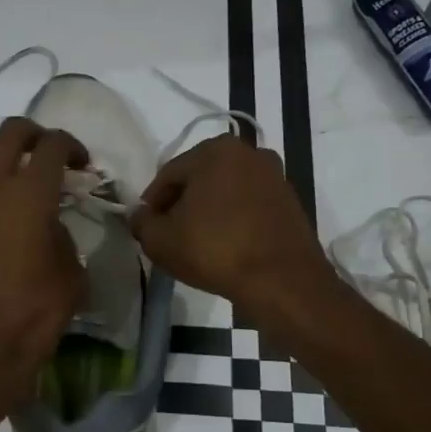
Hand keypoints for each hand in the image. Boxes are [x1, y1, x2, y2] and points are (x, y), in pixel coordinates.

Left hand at [0, 118, 87, 415]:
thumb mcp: (71, 274)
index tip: (81, 165)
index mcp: (32, 194)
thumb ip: (62, 236)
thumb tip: (48, 223)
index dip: (73, 146)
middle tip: (46, 154)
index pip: (54, 145)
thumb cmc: (34, 314)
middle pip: (11, 131)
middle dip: (35, 134)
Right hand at [129, 134, 335, 323]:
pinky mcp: (290, 201)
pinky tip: (226, 245)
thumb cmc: (215, 250)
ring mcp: (274, 176)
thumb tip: (140, 216)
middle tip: (171, 235)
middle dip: (182, 204)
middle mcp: (249, 153)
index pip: (169, 175)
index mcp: (215, 150)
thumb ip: (142, 222)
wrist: (282, 281)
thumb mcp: (160, 240)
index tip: (147, 228)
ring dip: (209, 211)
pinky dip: (234, 219)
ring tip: (198, 243)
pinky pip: (249, 205)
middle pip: (199, 178)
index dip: (152, 203)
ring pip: (226, 191)